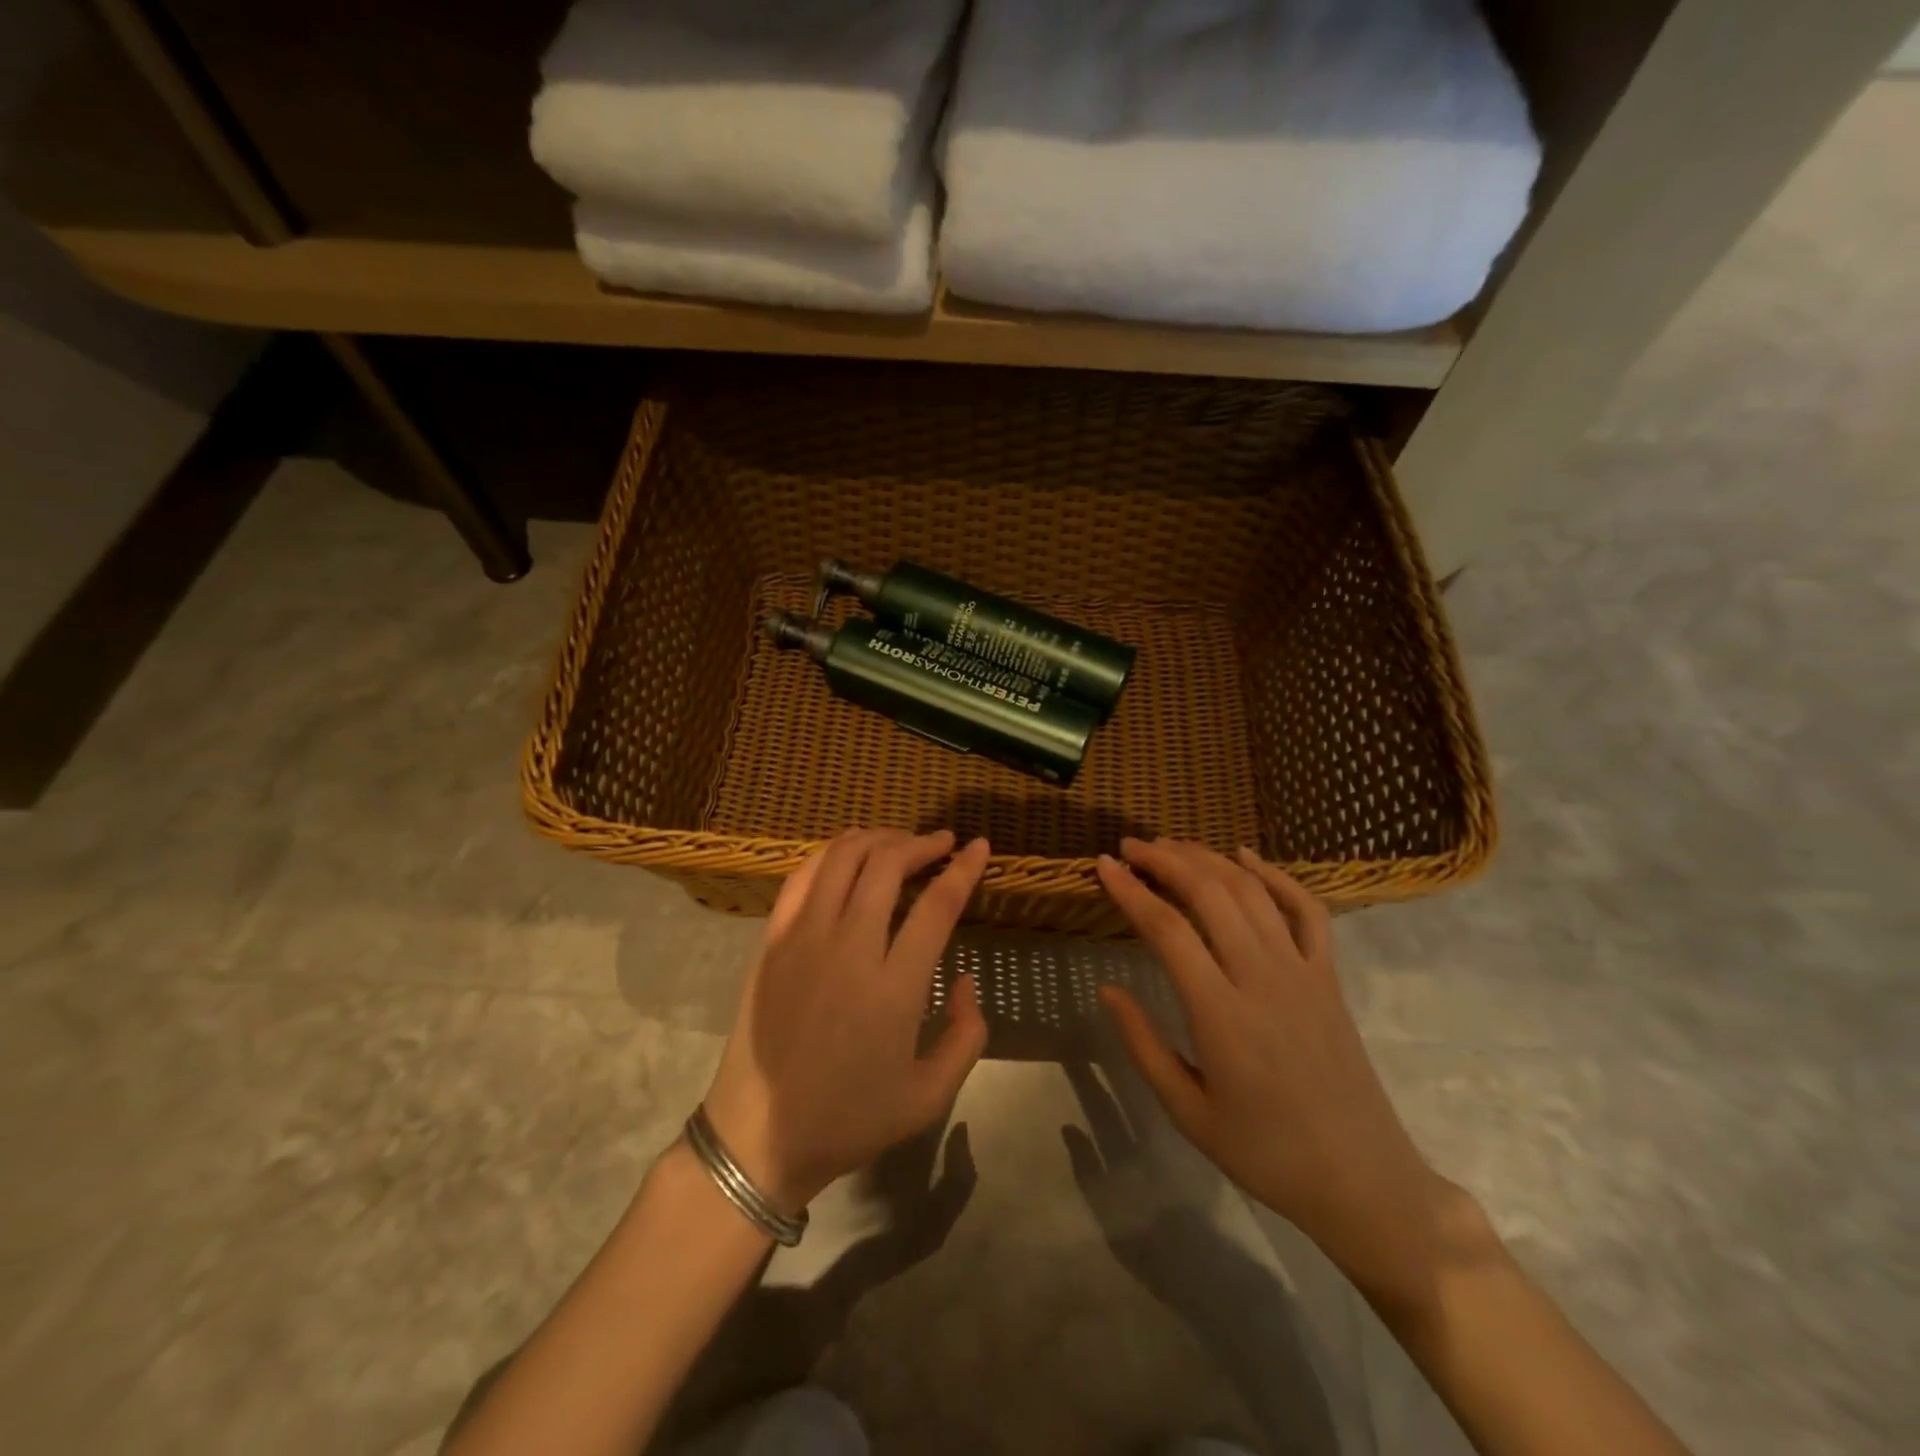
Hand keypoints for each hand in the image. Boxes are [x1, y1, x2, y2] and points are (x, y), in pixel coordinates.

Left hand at [701, 829, 990, 1215]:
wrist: (759, 1135)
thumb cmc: (849, 1119)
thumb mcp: (929, 1096)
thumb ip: (967, 1035)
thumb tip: (965, 979)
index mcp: (893, 989)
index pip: (937, 906)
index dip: (964, 869)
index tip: (980, 847)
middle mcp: (848, 949)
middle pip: (888, 865)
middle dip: (922, 844)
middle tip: (942, 842)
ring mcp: (803, 939)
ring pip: (843, 858)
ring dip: (878, 839)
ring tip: (900, 842)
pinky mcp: (772, 940)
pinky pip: (803, 876)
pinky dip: (832, 852)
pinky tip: (850, 854)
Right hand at [1095, 838, 1455, 1304]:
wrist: (1362, 1181)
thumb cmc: (1265, 1153)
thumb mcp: (1187, 1111)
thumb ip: (1143, 1044)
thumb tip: (1108, 988)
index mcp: (1221, 1015)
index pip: (1168, 930)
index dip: (1131, 891)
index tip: (1103, 866)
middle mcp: (1262, 979)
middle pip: (1211, 894)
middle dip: (1165, 860)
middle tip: (1130, 847)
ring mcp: (1303, 972)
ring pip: (1252, 892)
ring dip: (1208, 859)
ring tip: (1172, 845)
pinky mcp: (1329, 977)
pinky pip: (1307, 910)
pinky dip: (1275, 875)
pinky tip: (1245, 856)